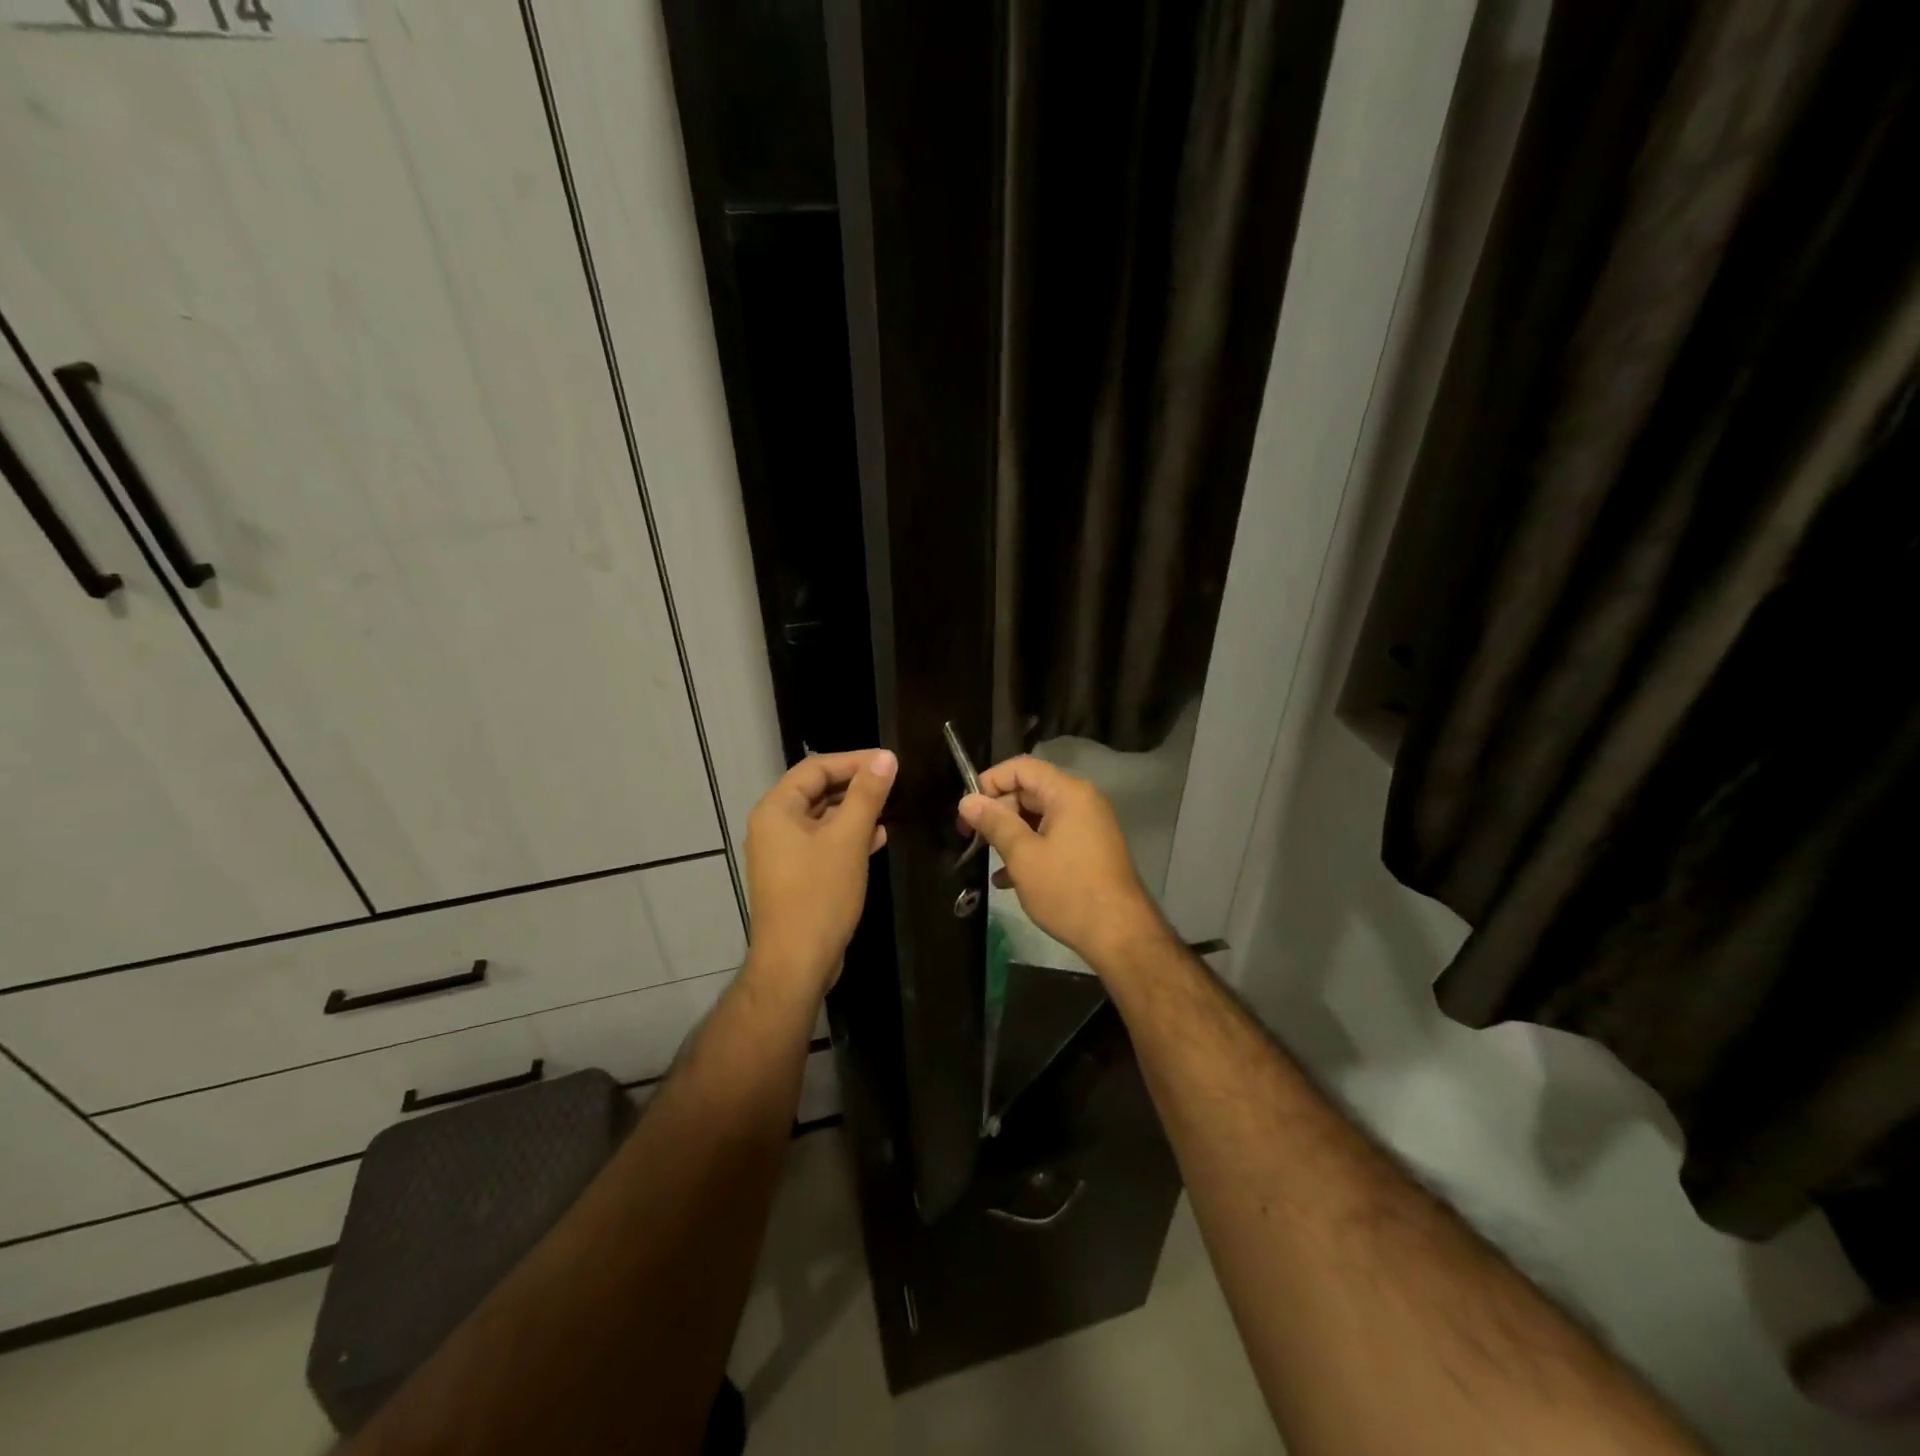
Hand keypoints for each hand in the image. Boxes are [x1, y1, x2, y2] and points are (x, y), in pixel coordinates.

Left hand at [745, 748, 895, 995]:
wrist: (796, 962)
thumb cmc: (820, 894)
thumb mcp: (848, 839)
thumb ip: (867, 794)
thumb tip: (885, 758)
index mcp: (776, 810)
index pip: (815, 768)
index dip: (853, 760)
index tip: (889, 762)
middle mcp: (773, 826)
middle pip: (816, 791)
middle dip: (855, 785)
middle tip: (893, 783)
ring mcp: (782, 853)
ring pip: (822, 818)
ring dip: (855, 811)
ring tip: (890, 808)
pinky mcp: (795, 875)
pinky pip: (822, 843)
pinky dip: (848, 836)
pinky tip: (877, 839)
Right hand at [959, 756, 1168, 967]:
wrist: (1120, 935)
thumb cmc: (1068, 890)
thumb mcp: (1023, 856)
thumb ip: (994, 823)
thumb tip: (967, 801)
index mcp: (1068, 793)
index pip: (1022, 767)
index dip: (990, 782)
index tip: (967, 810)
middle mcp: (1082, 801)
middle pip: (1030, 790)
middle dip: (999, 811)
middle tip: (973, 838)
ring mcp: (1089, 826)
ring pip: (1039, 817)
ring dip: (1011, 834)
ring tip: (987, 859)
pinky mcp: (1090, 849)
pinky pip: (1053, 837)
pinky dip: (1030, 849)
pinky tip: (1007, 879)